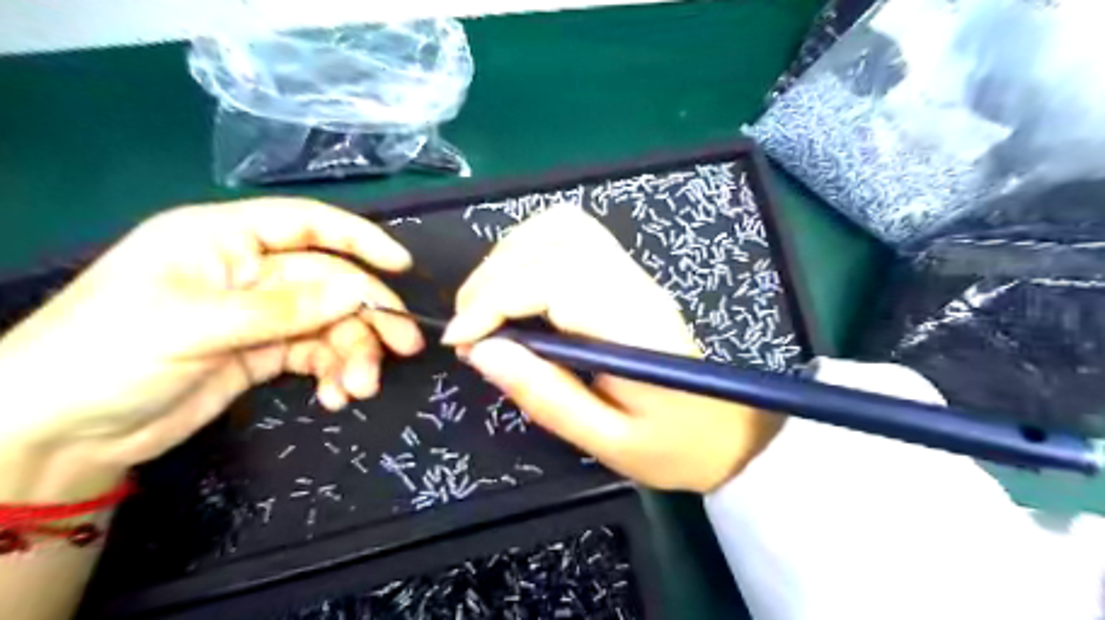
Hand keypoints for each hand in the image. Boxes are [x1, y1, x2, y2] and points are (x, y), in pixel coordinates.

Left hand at [1, 201, 424, 499]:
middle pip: (331, 283)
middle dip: (368, 316)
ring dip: (355, 354)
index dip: (360, 239)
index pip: (307, 224)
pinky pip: (318, 354)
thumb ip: (282, 309)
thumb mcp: (195, 325)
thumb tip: (358, 292)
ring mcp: (263, 314)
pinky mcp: (267, 352)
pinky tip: (336, 397)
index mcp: (225, 240)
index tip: (402, 266)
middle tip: (405, 346)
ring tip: (360, 389)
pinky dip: (334, 373)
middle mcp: (251, 271)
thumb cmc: (107, 355)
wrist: (61, 434)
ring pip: (331, 323)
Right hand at [443, 207, 783, 493]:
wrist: (724, 430)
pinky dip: (530, 249)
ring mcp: (632, 272)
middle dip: (492, 278)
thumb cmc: (672, 445)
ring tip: (488, 306)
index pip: (552, 281)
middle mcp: (633, 285)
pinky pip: (571, 234)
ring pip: (560, 227)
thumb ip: (545, 396)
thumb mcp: (607, 441)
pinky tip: (517, 286)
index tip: (460, 341)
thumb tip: (481, 351)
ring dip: (509, 256)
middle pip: (551, 242)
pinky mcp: (625, 273)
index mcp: (633, 327)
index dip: (494, 300)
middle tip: (470, 329)